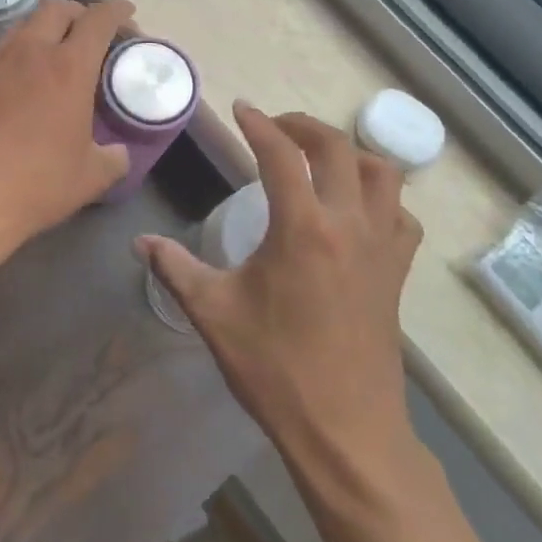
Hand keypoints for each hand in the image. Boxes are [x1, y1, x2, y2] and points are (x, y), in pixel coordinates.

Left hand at [0, 0, 133, 257]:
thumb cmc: (35, 185)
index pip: (99, 19)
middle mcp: (29, 51)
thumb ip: (113, 156)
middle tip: (86, 35)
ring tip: (47, 60)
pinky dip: (10, 60)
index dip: (117, 10)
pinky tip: (9, 86)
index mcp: (68, 67)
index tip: (126, 13)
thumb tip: (118, 151)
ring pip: (22, 28)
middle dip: (78, 13)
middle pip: (57, 8)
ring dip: (42, 35)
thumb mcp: (91, 177)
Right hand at [139, 103, 422, 478]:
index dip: (259, 124)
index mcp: (303, 229)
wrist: (345, 431)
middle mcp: (349, 225)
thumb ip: (175, 269)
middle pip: (337, 148)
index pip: (281, 155)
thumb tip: (140, 242)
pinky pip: (401, 215)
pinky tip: (356, 209)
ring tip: (317, 158)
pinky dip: (381, 196)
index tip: (240, 109)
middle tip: (275, 126)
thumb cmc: (275, 368)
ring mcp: (382, 249)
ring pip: (382, 174)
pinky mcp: (397, 273)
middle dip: (304, 126)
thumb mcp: (213, 314)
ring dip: (349, 153)